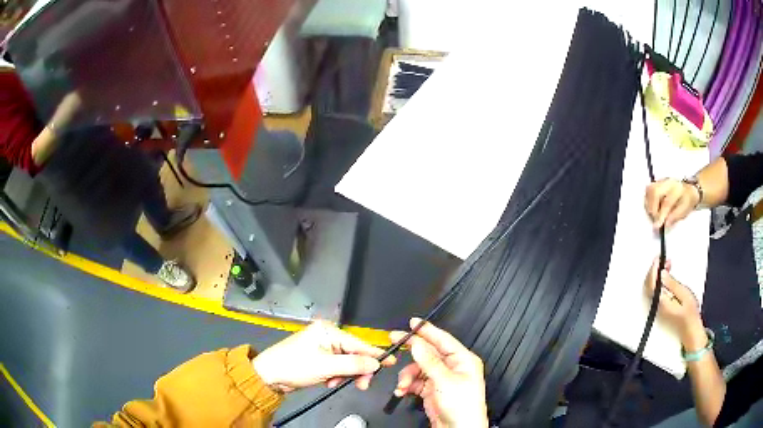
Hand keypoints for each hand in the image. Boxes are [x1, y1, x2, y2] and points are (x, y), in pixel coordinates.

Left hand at [252, 321, 395, 393]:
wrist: (268, 375)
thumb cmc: (295, 366)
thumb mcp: (326, 367)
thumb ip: (353, 365)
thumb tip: (376, 363)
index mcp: (328, 331)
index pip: (358, 343)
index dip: (375, 354)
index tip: (393, 362)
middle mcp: (326, 336)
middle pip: (353, 354)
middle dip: (357, 370)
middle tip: (362, 385)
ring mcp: (321, 347)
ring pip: (345, 362)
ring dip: (344, 375)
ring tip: (334, 383)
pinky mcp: (317, 358)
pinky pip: (336, 367)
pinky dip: (335, 376)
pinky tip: (328, 382)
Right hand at [390, 318, 488, 427]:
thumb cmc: (463, 406)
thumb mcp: (445, 381)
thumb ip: (429, 362)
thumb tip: (417, 344)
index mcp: (462, 360)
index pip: (443, 340)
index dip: (427, 330)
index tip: (412, 322)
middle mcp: (452, 367)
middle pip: (427, 353)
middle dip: (411, 353)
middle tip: (395, 342)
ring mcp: (441, 379)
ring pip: (418, 368)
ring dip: (407, 376)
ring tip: (403, 385)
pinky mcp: (431, 390)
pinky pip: (415, 382)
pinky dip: (407, 385)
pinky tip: (403, 391)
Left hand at [644, 258, 705, 350]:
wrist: (690, 329)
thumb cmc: (689, 314)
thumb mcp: (684, 294)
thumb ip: (672, 284)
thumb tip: (661, 274)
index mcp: (661, 302)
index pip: (652, 284)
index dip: (653, 269)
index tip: (657, 259)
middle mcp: (657, 306)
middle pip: (650, 286)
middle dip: (655, 270)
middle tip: (662, 260)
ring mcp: (658, 308)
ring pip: (652, 288)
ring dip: (657, 275)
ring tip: (667, 265)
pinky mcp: (661, 308)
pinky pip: (656, 292)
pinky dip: (660, 282)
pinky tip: (666, 277)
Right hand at [645, 179, 699, 228]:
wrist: (687, 189)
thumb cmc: (686, 201)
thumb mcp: (684, 209)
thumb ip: (675, 216)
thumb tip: (665, 224)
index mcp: (677, 189)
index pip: (667, 202)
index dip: (661, 215)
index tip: (658, 226)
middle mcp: (667, 182)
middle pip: (655, 192)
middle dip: (652, 207)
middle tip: (655, 219)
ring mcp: (661, 181)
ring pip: (650, 190)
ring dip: (649, 204)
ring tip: (654, 213)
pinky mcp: (656, 182)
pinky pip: (648, 190)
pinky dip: (647, 199)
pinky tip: (651, 206)